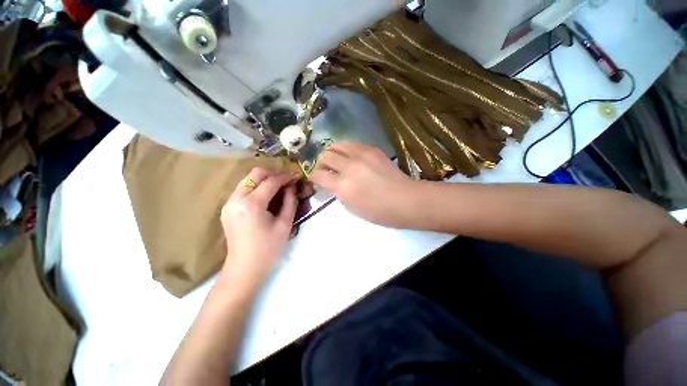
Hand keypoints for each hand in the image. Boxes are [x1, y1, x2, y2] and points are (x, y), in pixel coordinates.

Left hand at [220, 168, 297, 287]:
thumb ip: (290, 202)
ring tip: (279, 187)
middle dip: (273, 173)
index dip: (286, 177)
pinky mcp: (227, 208)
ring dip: (264, 180)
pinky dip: (256, 187)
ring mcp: (229, 203)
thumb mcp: (285, 225)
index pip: (271, 181)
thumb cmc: (268, 249)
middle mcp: (236, 199)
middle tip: (287, 181)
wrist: (244, 269)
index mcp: (251, 204)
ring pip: (247, 180)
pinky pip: (243, 189)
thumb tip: (292, 187)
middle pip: (255, 174)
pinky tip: (266, 196)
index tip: (297, 176)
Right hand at [310, 144, 415, 227]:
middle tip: (325, 169)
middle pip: (325, 157)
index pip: (318, 174)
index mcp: (343, 186)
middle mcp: (349, 167)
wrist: (405, 200)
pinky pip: (352, 145)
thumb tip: (333, 183)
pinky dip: (346, 151)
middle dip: (321, 164)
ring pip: (337, 146)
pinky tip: (351, 159)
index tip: (315, 178)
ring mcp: (361, 155)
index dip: (313, 176)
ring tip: (335, 161)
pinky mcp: (372, 149)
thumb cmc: (378, 212)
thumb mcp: (352, 208)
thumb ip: (338, 193)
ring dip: (332, 154)